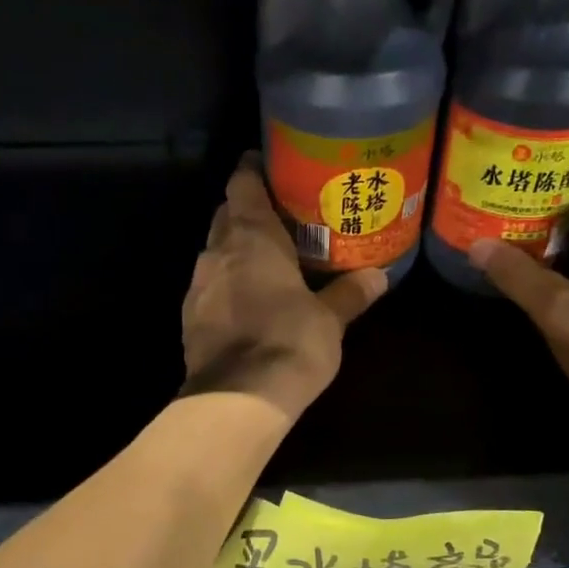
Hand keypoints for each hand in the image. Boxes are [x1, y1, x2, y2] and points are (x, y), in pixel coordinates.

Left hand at [181, 158, 387, 420]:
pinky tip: (247, 303)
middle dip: (248, 212)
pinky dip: (226, 285)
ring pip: (215, 252)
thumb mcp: (330, 319)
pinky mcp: (190, 318)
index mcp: (252, 236)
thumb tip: (379, 276)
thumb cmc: (290, 343)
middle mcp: (217, 251)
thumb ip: (351, 293)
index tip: (272, 169)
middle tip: (281, 219)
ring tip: (267, 262)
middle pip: (226, 215)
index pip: (243, 183)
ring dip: (236, 251)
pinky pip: (209, 287)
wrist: (238, 399)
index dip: (254, 171)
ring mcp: (198, 285)